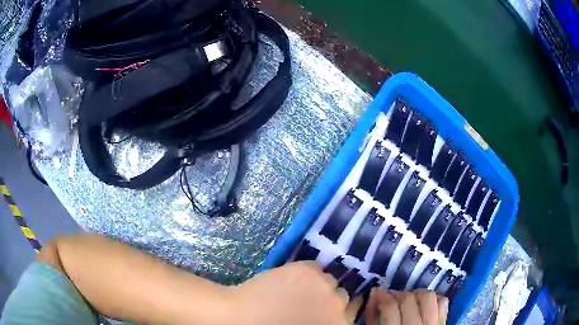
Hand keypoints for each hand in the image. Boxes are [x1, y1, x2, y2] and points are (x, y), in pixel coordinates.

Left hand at [225, 261, 362, 324]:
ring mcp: (325, 287)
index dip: (344, 306)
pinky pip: (315, 267)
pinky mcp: (308, 271)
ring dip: (318, 283)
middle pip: (343, 296)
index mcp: (337, 324)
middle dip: (329, 297)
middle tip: (312, 298)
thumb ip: (323, 320)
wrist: (241, 320)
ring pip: (329, 279)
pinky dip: (305, 272)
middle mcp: (338, 306)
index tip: (334, 304)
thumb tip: (331, 310)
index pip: (353, 310)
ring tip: (298, 288)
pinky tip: (288, 280)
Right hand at [366, 289, 448, 324]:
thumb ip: (373, 318)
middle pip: (408, 299)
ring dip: (416, 294)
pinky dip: (433, 299)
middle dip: (397, 294)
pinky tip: (423, 304)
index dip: (382, 295)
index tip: (377, 291)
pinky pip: (442, 302)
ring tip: (408, 300)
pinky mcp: (443, 322)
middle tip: (391, 297)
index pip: (390, 307)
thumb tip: (374, 295)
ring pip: (428, 296)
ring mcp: (433, 324)